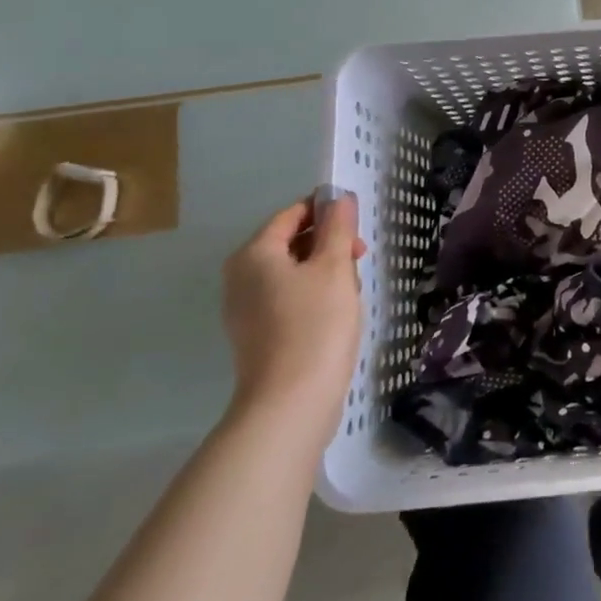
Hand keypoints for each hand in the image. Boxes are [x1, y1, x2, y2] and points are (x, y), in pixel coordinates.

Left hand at [221, 196, 366, 431]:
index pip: (292, 214)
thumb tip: (339, 197)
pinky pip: (286, 299)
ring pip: (291, 272)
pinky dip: (311, 297)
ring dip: (323, 272)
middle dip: (328, 244)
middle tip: (360, 259)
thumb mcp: (335, 267)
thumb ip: (338, 227)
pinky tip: (335, 315)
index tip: (357, 224)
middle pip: (290, 243)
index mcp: (254, 253)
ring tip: (351, 291)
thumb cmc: (316, 325)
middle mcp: (240, 277)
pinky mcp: (254, 336)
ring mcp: (243, 309)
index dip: (326, 211)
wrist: (291, 403)